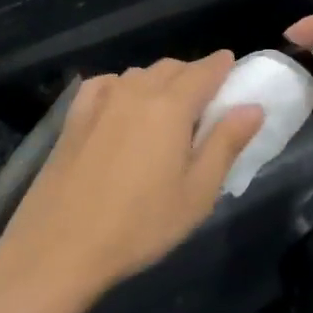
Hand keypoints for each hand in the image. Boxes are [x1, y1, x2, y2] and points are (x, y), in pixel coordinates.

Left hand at [0, 52, 264, 300]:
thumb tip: (252, 107)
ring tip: (167, 109)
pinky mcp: (74, 116)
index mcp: (171, 106)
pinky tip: (123, 105)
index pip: (204, 71)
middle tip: (206, 100)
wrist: (60, 246)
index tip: (232, 68)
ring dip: (159, 81)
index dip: (222, 66)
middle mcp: (135, 91)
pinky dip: (123, 86)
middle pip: (171, 67)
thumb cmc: (140, 225)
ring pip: (138, 74)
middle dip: (193, 74)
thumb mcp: (197, 193)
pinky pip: (106, 84)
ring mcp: (100, 100)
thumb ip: (226, 144)